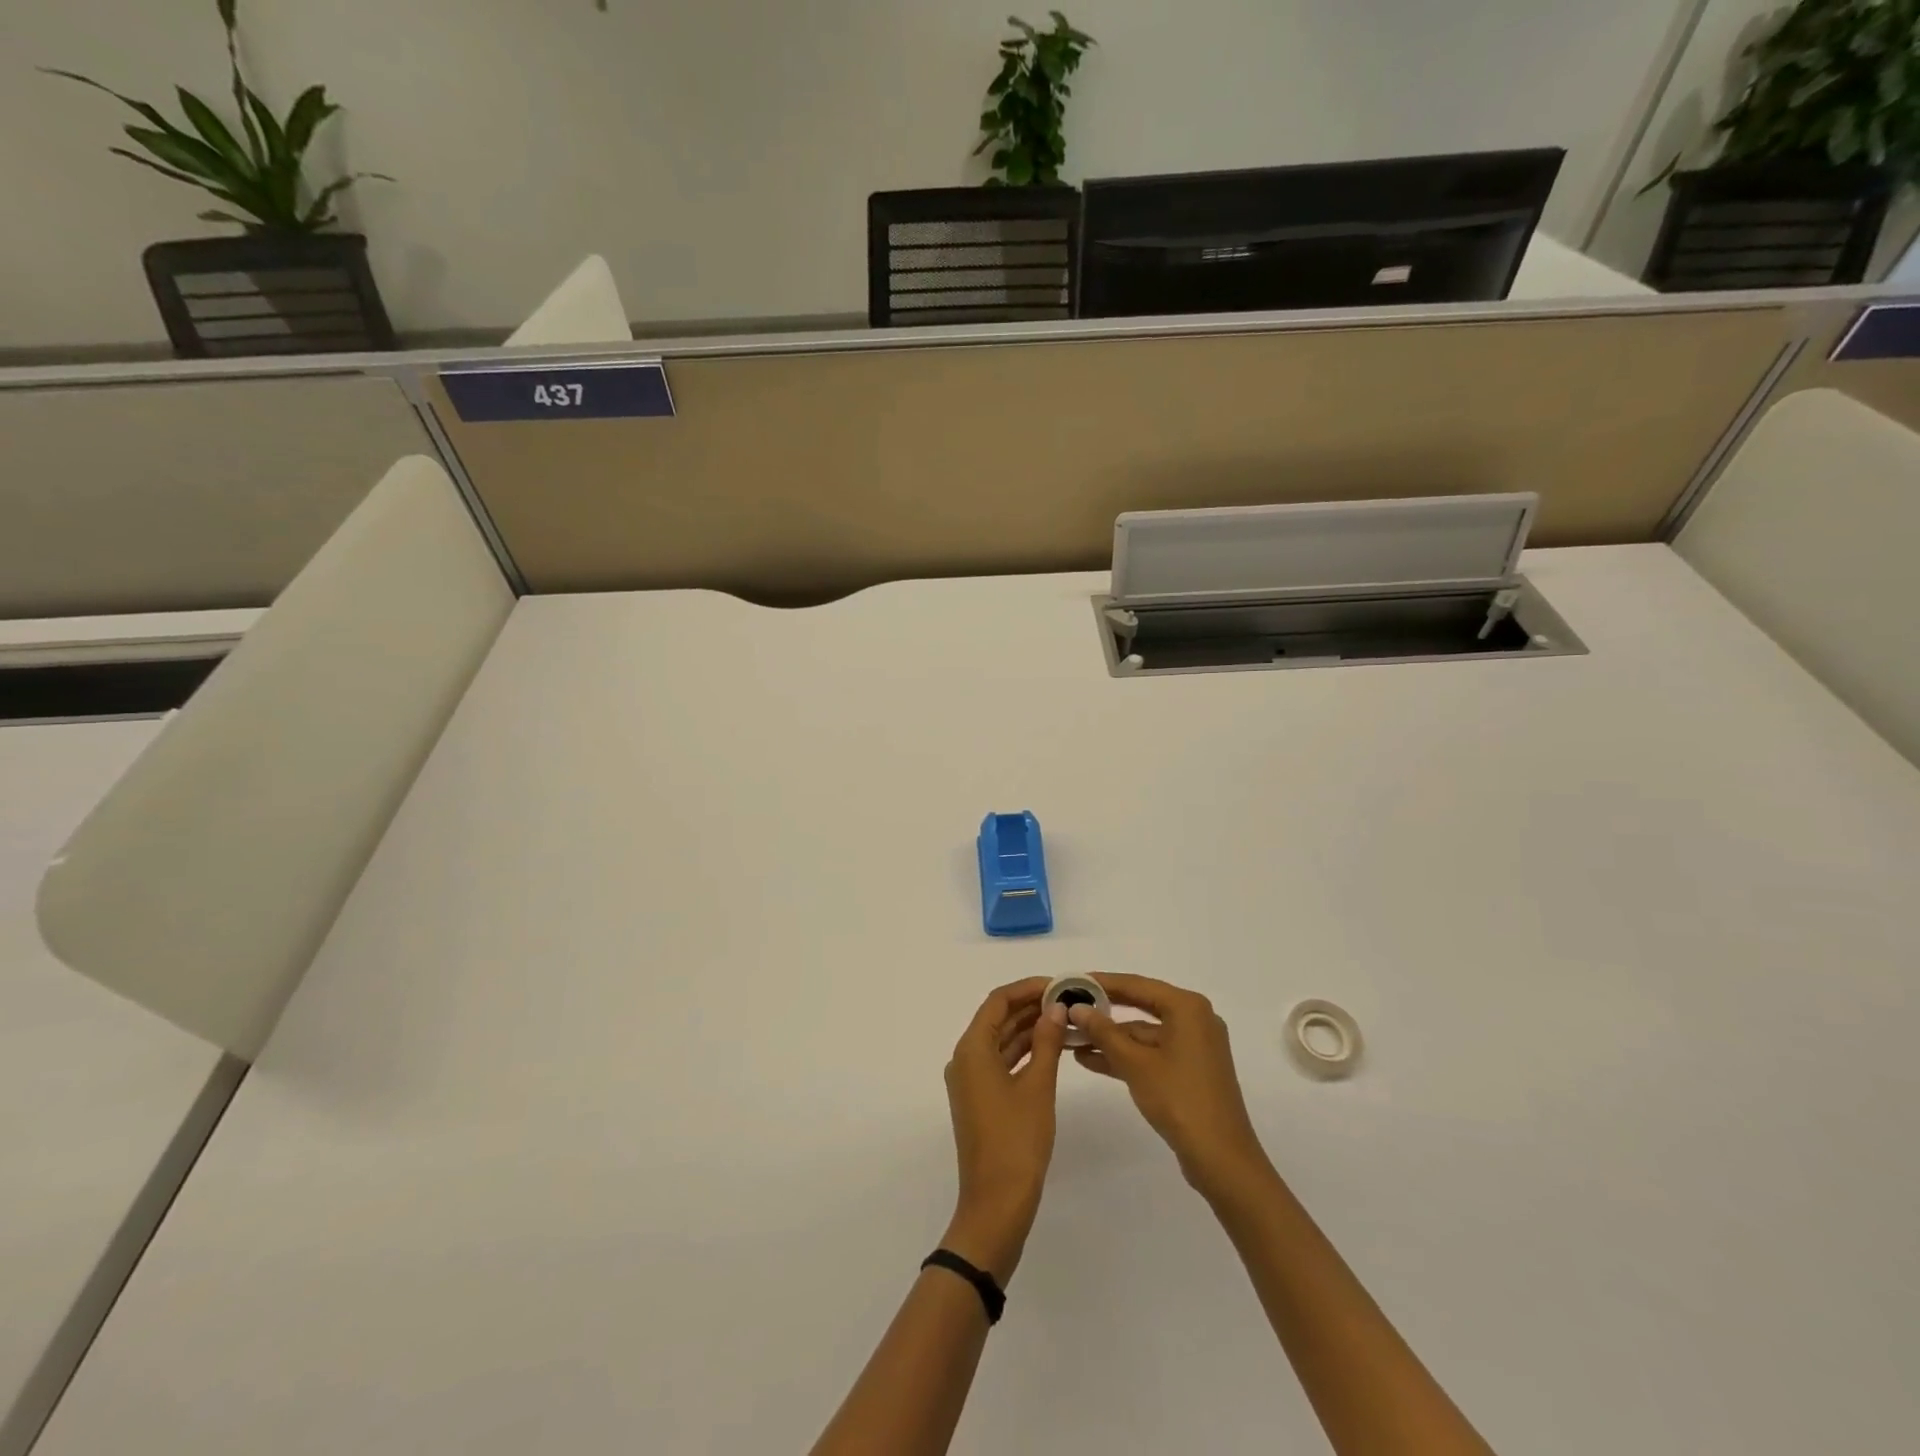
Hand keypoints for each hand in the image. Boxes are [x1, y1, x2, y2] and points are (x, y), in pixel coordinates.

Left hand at [941, 977, 1067, 1282]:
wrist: (996, 1204)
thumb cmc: (1017, 1141)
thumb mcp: (1038, 1086)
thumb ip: (1047, 1042)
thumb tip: (1056, 1007)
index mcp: (972, 1049)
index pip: (997, 1001)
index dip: (1027, 988)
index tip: (1058, 984)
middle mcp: (965, 1059)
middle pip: (997, 1019)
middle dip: (1031, 1007)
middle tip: (1068, 1000)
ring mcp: (971, 1081)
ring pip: (1001, 1041)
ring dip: (1030, 1029)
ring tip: (1066, 1019)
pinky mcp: (981, 1099)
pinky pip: (1002, 1062)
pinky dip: (1025, 1052)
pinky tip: (1053, 1048)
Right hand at [1069, 973, 1271, 1197]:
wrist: (1222, 1159)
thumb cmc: (1179, 1100)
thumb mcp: (1135, 1064)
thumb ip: (1104, 1032)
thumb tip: (1077, 1008)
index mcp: (1187, 1008)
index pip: (1136, 984)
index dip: (1102, 982)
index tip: (1072, 980)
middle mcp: (1194, 1019)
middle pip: (1140, 1005)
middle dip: (1104, 1011)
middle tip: (1069, 1006)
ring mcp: (1194, 1046)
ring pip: (1144, 1033)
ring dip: (1110, 1038)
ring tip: (1071, 1039)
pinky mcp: (1190, 1070)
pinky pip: (1152, 1052)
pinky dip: (1126, 1056)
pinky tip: (1092, 1060)